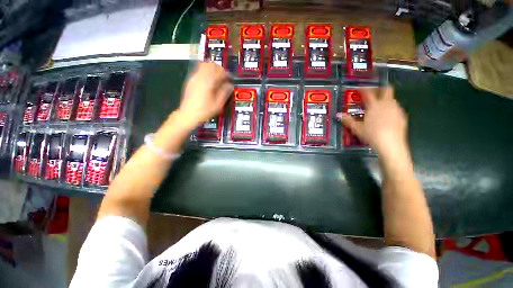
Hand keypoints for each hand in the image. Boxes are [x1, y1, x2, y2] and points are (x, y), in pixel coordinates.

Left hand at [177, 62, 232, 127]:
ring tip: (217, 78)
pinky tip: (209, 81)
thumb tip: (230, 85)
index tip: (230, 79)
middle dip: (219, 69)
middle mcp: (200, 77)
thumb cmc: (204, 111)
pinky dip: (206, 72)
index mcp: (208, 82)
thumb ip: (225, 92)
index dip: (227, 74)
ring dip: (212, 69)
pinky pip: (199, 70)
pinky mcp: (191, 81)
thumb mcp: (218, 104)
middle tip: (224, 77)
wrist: (188, 115)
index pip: (219, 71)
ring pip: (204, 65)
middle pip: (211, 65)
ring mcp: (194, 78)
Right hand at [337, 86, 407, 157]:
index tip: (358, 89)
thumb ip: (348, 120)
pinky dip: (389, 109)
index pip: (368, 92)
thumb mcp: (357, 128)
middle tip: (371, 95)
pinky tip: (385, 118)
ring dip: (384, 100)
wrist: (391, 145)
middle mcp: (387, 104)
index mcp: (375, 105)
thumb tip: (338, 115)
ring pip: (392, 99)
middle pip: (386, 89)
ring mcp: (396, 109)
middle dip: (379, 89)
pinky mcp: (402, 116)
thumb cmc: (372, 135)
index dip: (363, 89)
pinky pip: (395, 108)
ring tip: (376, 108)